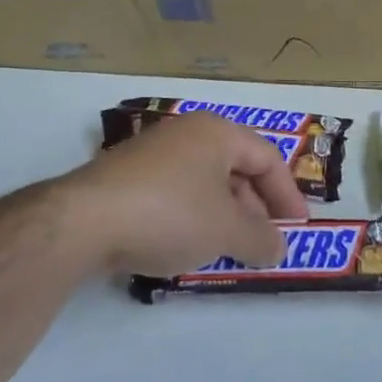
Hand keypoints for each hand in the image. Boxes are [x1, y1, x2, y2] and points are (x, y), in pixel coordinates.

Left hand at [58, 112, 309, 275]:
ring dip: (224, 216)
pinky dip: (193, 218)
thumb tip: (277, 247)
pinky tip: (188, 246)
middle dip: (255, 208)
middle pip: (235, 168)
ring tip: (229, 249)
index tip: (298, 227)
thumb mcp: (226, 231)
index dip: (288, 194)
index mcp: (216, 133)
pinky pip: (175, 194)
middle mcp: (185, 134)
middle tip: (263, 242)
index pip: (267, 157)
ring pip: (204, 183)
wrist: (83, 223)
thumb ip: (261, 239)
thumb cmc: (170, 214)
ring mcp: (152, 154)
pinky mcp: (126, 179)